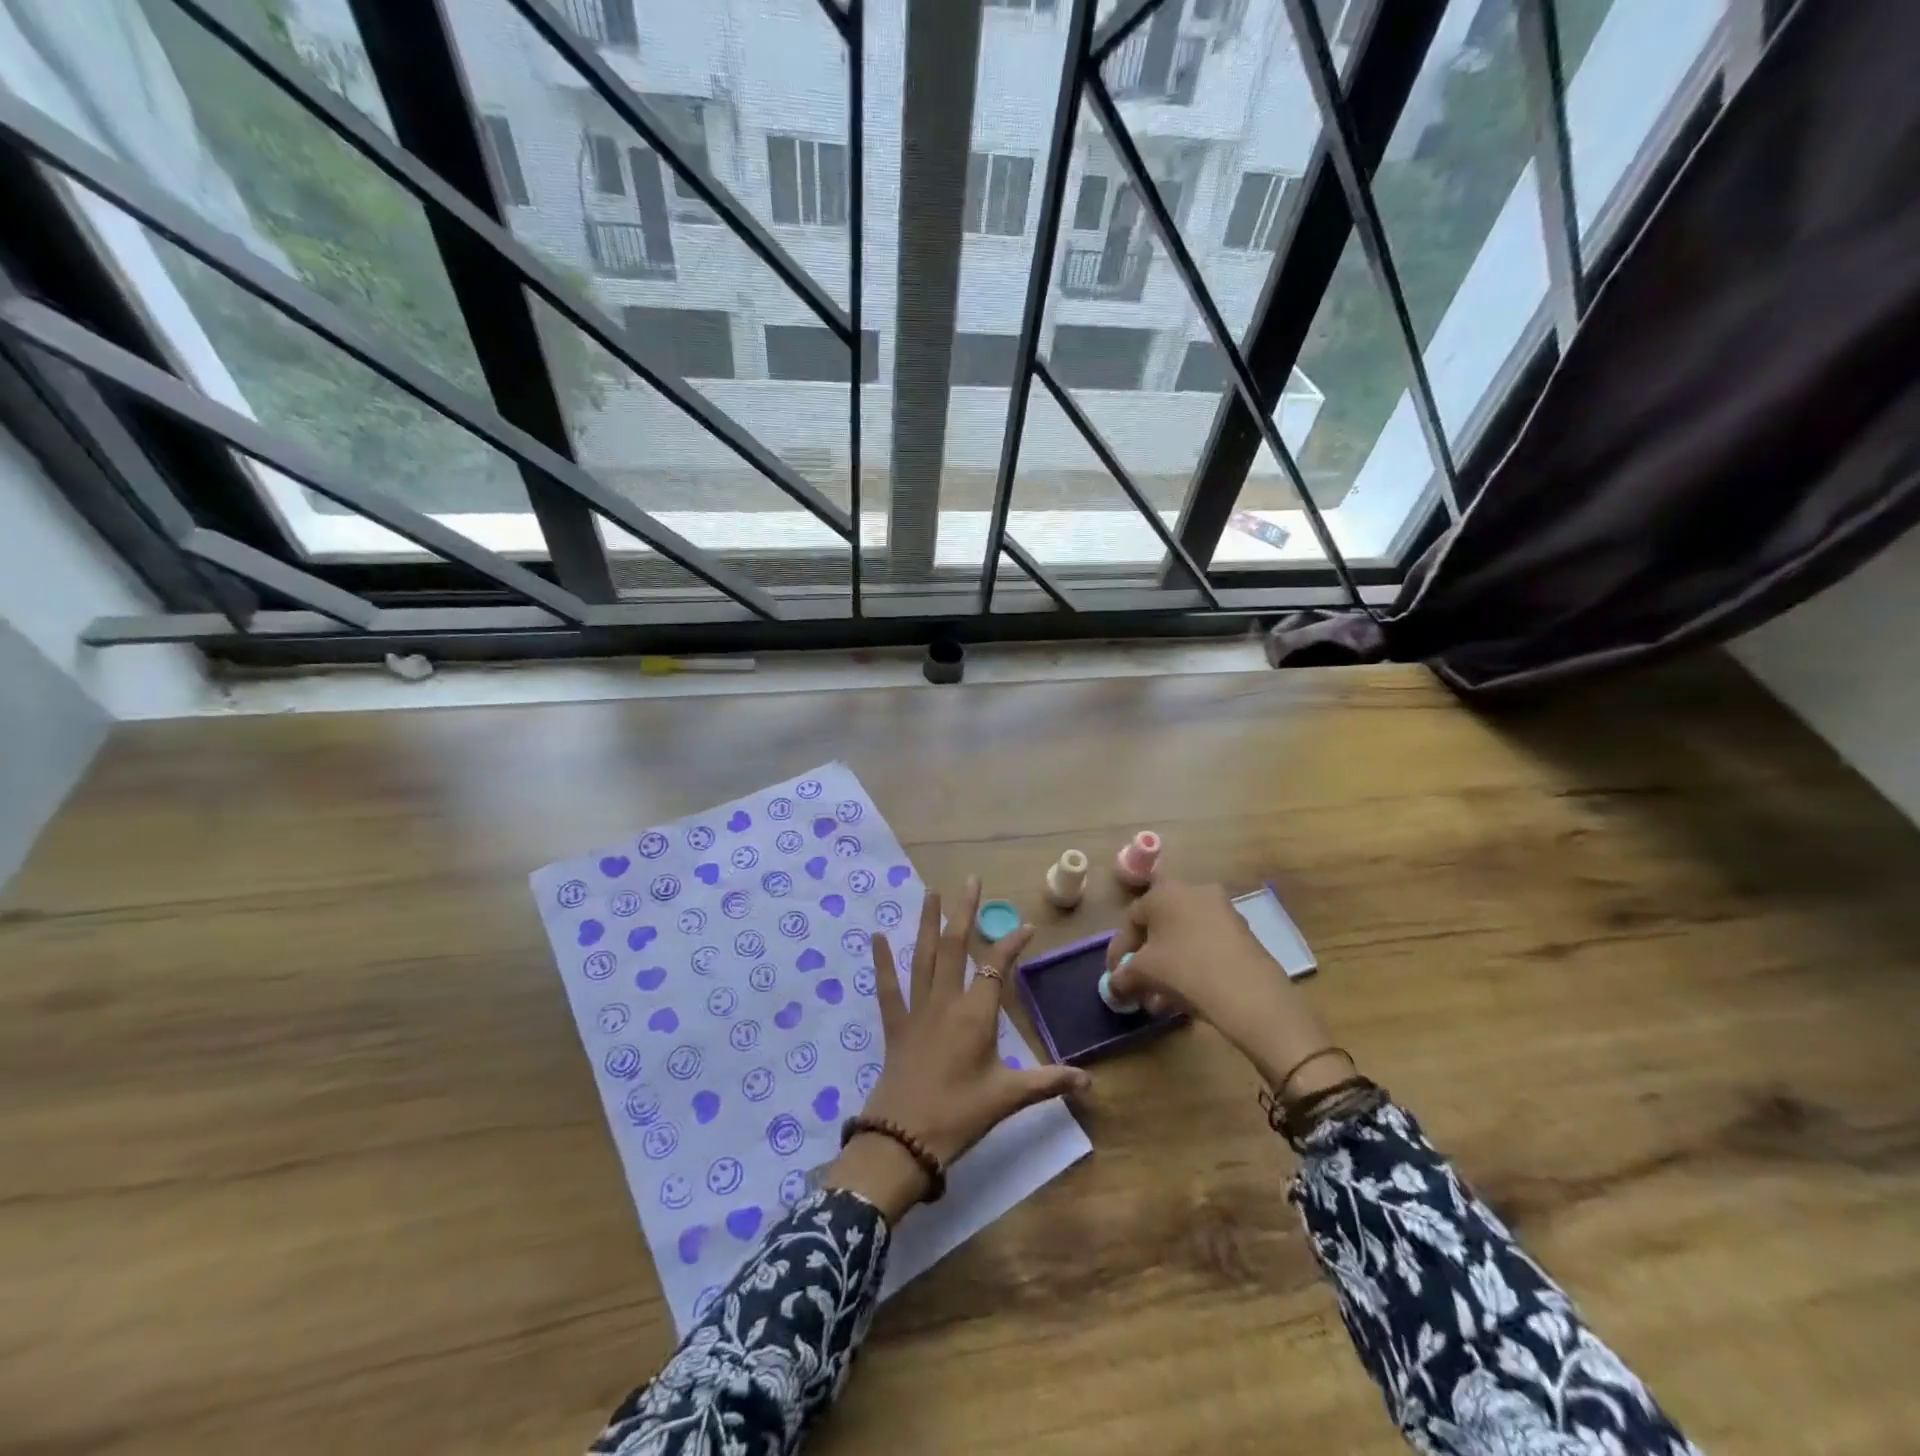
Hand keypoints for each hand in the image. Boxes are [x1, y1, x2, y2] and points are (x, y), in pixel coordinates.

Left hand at [824, 877, 1089, 1221]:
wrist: (902, 1141)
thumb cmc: (959, 1116)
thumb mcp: (1008, 1099)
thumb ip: (1048, 1082)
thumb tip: (1090, 1082)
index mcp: (975, 1016)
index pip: (997, 967)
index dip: (1012, 944)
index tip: (1026, 927)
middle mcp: (946, 1002)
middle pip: (955, 947)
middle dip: (964, 912)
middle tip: (970, 880)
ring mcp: (917, 1010)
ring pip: (922, 956)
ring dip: (927, 922)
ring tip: (931, 892)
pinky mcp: (895, 1024)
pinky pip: (887, 987)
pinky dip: (882, 962)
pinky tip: (876, 936)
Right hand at [1105, 880, 1351, 1094]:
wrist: (1250, 994)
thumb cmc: (1185, 970)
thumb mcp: (1143, 973)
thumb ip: (1122, 976)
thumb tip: (1115, 985)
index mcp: (1165, 892)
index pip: (1131, 919)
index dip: (1119, 950)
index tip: (1115, 977)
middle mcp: (1194, 892)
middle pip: (1159, 928)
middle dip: (1145, 961)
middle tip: (1138, 987)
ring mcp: (1223, 911)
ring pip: (1184, 940)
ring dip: (1167, 967)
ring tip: (1160, 1000)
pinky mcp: (1243, 933)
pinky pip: (1206, 947)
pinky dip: (1192, 967)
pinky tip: (1186, 997)